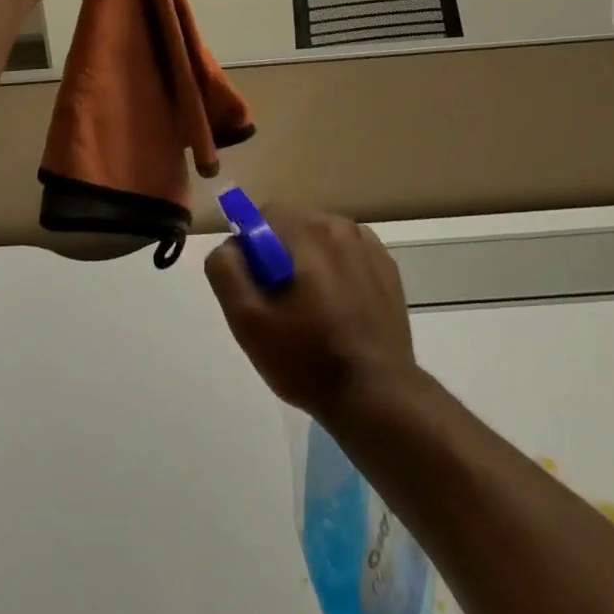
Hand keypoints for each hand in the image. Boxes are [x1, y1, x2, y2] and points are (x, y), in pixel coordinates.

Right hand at [204, 205, 419, 420]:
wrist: (377, 396)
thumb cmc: (306, 358)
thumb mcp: (247, 321)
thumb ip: (227, 269)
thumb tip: (232, 245)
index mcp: (305, 228)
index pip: (263, 217)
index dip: (253, 251)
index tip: (259, 290)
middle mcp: (338, 224)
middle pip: (293, 227)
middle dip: (281, 256)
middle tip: (283, 306)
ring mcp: (367, 244)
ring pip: (321, 240)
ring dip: (311, 263)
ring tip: (314, 313)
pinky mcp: (387, 266)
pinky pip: (348, 255)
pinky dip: (339, 272)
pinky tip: (341, 311)